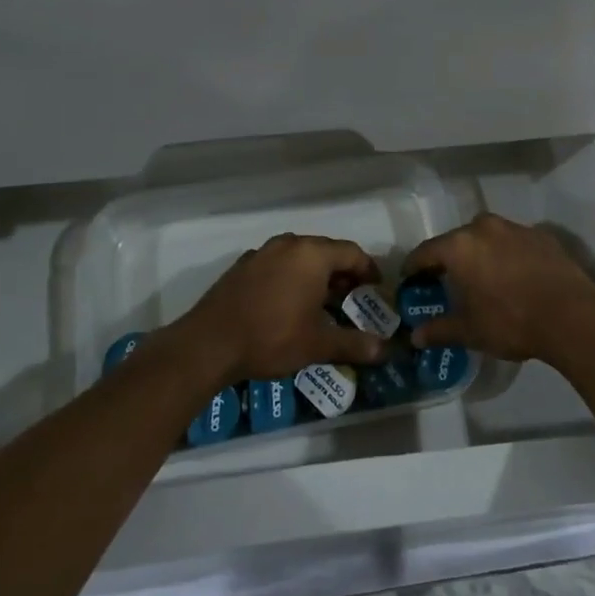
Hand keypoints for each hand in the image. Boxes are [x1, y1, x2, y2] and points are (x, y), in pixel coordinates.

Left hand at [171, 233, 388, 383]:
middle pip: (326, 251)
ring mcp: (262, 253)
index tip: (376, 290)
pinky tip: (288, 303)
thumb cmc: (271, 337)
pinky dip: (291, 277)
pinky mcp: (243, 266)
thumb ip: (354, 344)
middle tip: (352, 298)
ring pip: (300, 257)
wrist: (209, 344)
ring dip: (316, 275)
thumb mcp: (318, 345)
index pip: (352, 253)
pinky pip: (278, 264)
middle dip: (343, 273)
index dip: (369, 270)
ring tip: (322, 302)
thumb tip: (385, 351)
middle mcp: (289, 244)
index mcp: (312, 254)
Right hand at [401, 214, 594, 364]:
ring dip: (481, 254)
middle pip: (457, 240)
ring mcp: (516, 228)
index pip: (426, 252)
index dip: (414, 267)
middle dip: (449, 259)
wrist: (573, 315)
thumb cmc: (511, 321)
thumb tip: (415, 336)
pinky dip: (508, 256)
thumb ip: (439, 330)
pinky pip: (515, 243)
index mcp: (460, 246)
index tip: (410, 280)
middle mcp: (484, 228)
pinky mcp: (543, 236)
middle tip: (446, 281)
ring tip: (483, 279)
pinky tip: (515, 278)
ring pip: (488, 238)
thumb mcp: (470, 331)